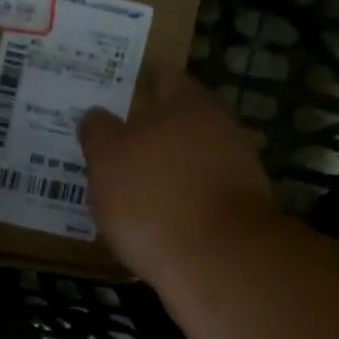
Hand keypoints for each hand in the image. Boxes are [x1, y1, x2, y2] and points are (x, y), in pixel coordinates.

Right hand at [79, 71, 278, 277]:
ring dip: (167, 169)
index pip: (163, 77)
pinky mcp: (241, 212)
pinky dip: (181, 202)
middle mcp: (219, 128)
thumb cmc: (154, 196)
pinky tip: (157, 221)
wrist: (218, 261)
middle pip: (180, 120)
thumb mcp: (107, 158)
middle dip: (151, 130)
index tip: (114, 94)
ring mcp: (237, 170)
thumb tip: (97, 116)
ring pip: (192, 159)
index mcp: (187, 103)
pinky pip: (201, 196)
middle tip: (114, 144)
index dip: (138, 82)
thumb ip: (99, 131)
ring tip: (130, 187)